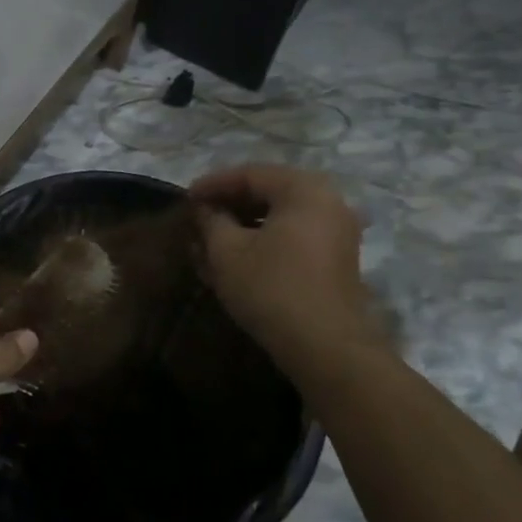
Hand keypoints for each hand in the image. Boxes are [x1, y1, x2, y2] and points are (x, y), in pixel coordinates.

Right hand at [190, 164, 382, 365]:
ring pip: (279, 217)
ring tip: (210, 241)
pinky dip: (263, 240)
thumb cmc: (271, 288)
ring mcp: (337, 231)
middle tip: (197, 218)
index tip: (185, 199)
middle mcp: (328, 202)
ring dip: (243, 225)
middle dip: (228, 205)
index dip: (212, 184)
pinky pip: (293, 236)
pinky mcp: (336, 259)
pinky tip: (235, 258)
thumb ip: (211, 220)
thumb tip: (204, 209)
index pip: (249, 174)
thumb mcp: (227, 251)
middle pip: (267, 193)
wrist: (325, 347)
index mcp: (304, 190)